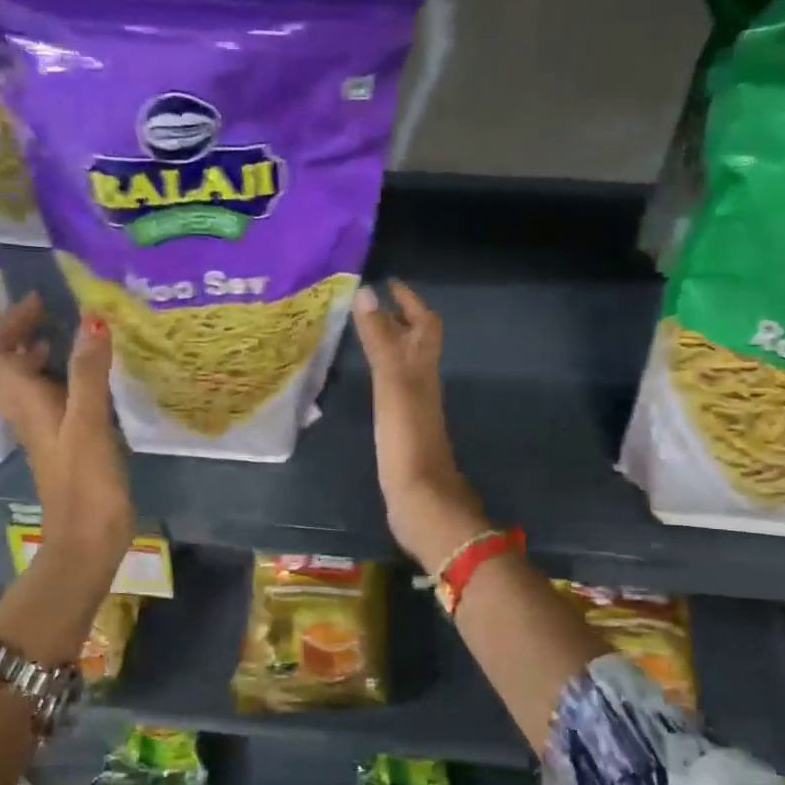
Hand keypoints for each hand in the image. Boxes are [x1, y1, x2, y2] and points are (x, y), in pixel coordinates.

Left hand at [0, 293, 133, 565]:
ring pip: (29, 386)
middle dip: (23, 336)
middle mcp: (28, 415)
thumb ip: (89, 372)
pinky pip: (52, 403)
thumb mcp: (88, 423)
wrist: (87, 541)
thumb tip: (92, 320)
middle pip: (8, 368)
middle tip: (54, 317)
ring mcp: (45, 433)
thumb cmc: (85, 482)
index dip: (11, 324)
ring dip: (40, 359)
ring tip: (72, 342)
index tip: (40, 302)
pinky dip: (62, 382)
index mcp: (26, 404)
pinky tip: (91, 383)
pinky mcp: (63, 447)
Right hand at [352, 280, 487, 568]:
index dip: (410, 302)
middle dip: (397, 320)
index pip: (424, 325)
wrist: (422, 502)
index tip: (388, 282)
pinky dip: (380, 374)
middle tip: (367, 305)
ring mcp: (413, 410)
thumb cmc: (408, 441)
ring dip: (387, 346)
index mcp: (424, 370)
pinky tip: (365, 381)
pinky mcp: (402, 432)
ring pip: (404, 366)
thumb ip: (381, 341)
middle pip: (416, 344)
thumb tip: (369, 293)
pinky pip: (392, 390)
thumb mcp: (393, 384)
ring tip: (361, 333)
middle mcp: (422, 385)